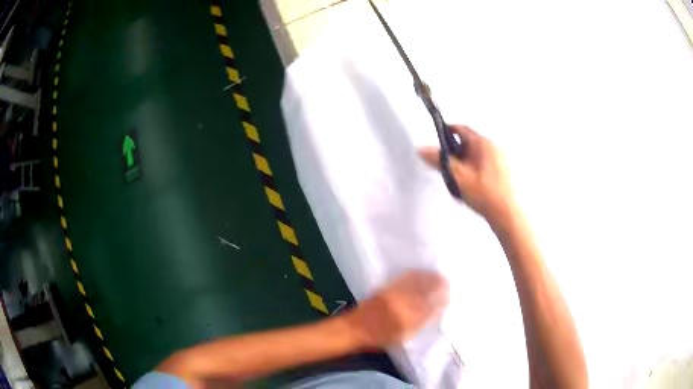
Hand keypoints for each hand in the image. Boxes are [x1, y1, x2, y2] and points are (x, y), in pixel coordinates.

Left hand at [344, 270, 448, 348]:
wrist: (354, 329)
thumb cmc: (378, 338)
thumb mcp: (402, 336)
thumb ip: (419, 324)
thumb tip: (433, 313)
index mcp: (408, 318)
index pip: (430, 306)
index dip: (441, 301)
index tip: (449, 296)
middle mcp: (403, 304)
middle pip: (425, 291)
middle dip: (438, 285)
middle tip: (447, 282)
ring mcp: (394, 295)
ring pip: (415, 283)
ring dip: (428, 277)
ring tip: (437, 275)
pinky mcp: (385, 289)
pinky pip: (403, 279)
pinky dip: (414, 274)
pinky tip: (419, 273)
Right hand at [419, 125, 515, 222]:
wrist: (508, 214)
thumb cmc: (486, 194)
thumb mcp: (458, 176)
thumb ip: (439, 160)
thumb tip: (422, 149)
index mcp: (483, 143)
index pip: (461, 128)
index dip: (447, 132)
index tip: (439, 141)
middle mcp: (495, 146)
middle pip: (470, 142)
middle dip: (457, 152)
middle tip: (449, 166)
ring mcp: (503, 159)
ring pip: (479, 155)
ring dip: (468, 162)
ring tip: (462, 180)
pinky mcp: (507, 171)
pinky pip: (488, 164)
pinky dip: (479, 170)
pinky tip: (476, 186)